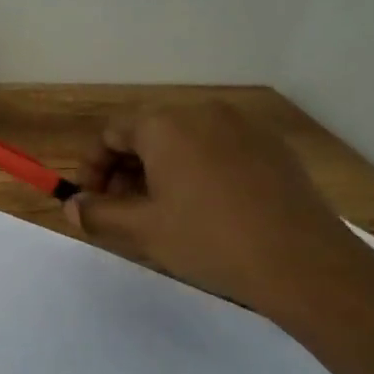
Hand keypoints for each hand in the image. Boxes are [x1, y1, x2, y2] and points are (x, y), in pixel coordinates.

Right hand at [65, 103, 368, 313]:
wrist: (302, 261)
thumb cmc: (209, 240)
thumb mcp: (143, 230)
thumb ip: (99, 213)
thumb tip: (71, 205)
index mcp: (165, 125)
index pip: (112, 133)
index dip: (94, 167)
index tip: (94, 201)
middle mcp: (203, 112)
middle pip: (149, 133)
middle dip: (127, 170)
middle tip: (126, 211)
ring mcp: (243, 126)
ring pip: (185, 141)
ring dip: (163, 171)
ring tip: (166, 213)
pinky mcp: (272, 146)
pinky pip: (220, 149)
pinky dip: (200, 171)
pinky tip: (209, 209)